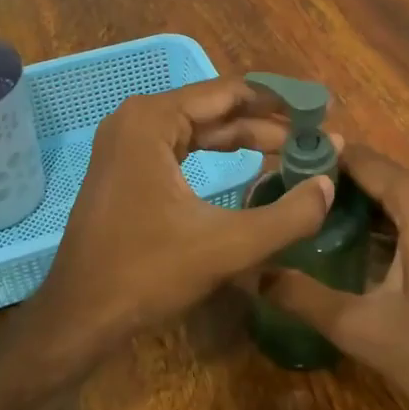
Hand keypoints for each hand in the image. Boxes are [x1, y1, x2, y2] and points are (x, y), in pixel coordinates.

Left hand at [28, 78, 334, 357]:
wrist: (79, 316)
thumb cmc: (147, 273)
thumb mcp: (227, 246)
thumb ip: (288, 216)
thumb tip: (330, 184)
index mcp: (154, 119)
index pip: (231, 93)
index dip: (280, 102)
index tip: (321, 113)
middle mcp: (137, 118)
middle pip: (216, 108)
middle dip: (267, 123)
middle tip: (316, 138)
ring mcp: (127, 143)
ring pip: (200, 129)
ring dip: (246, 139)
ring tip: (295, 151)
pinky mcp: (126, 168)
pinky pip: (182, 148)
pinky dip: (218, 154)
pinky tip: (251, 165)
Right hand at [261, 145, 408, 409]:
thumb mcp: (363, 328)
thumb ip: (305, 297)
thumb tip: (253, 275)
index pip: (360, 159)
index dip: (319, 160)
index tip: (277, 171)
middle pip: (378, 174)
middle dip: (333, 185)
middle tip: (284, 200)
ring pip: (397, 195)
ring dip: (357, 204)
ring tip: (307, 219)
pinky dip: (384, 221)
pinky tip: (351, 245)